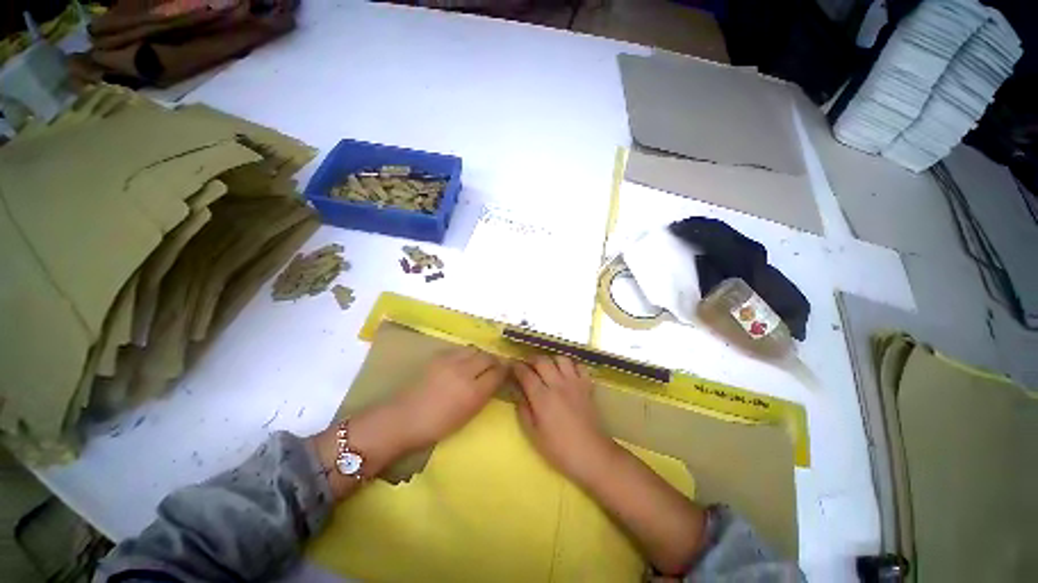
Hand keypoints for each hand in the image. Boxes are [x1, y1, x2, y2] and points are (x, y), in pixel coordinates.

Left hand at [392, 346, 507, 449]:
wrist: (401, 418)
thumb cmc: (436, 425)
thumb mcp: (466, 415)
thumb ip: (483, 395)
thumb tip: (495, 380)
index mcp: (473, 392)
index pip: (497, 373)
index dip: (505, 370)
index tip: (507, 371)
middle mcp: (464, 371)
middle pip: (487, 357)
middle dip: (494, 360)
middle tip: (495, 367)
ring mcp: (450, 361)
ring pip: (474, 350)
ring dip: (480, 355)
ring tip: (479, 363)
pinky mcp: (438, 356)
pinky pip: (460, 349)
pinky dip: (466, 353)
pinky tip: (463, 361)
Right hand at [513, 355, 617, 485]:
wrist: (591, 454)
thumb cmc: (559, 448)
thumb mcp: (533, 434)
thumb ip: (523, 410)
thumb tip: (518, 393)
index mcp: (542, 397)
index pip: (525, 374)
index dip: (516, 367)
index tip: (512, 365)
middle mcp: (557, 384)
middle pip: (542, 361)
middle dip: (531, 359)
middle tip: (527, 364)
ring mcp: (574, 383)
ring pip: (561, 358)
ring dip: (551, 359)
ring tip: (547, 366)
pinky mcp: (587, 385)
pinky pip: (579, 366)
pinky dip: (571, 365)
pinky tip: (567, 372)